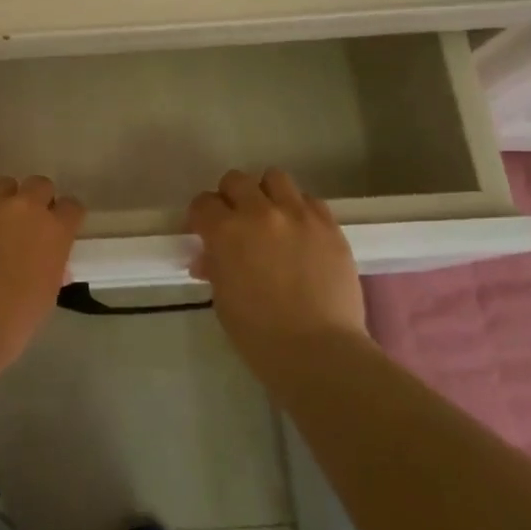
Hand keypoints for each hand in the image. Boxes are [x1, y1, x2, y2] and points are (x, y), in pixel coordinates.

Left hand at [0, 176, 84, 368]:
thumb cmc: (11, 322)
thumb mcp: (46, 295)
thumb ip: (51, 267)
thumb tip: (49, 261)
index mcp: (54, 230)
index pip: (71, 207)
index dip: (64, 217)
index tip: (56, 228)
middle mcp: (23, 206)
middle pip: (38, 185)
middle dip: (34, 201)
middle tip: (21, 226)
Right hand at [187, 168, 367, 379]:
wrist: (318, 351)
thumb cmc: (258, 333)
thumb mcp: (223, 298)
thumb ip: (215, 266)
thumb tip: (210, 257)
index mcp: (225, 231)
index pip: (203, 203)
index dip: (201, 217)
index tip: (204, 232)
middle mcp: (260, 213)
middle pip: (236, 180)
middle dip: (230, 197)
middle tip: (236, 221)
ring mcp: (298, 216)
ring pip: (275, 178)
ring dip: (266, 194)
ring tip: (271, 218)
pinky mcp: (329, 226)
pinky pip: (310, 201)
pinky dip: (299, 210)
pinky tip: (300, 233)